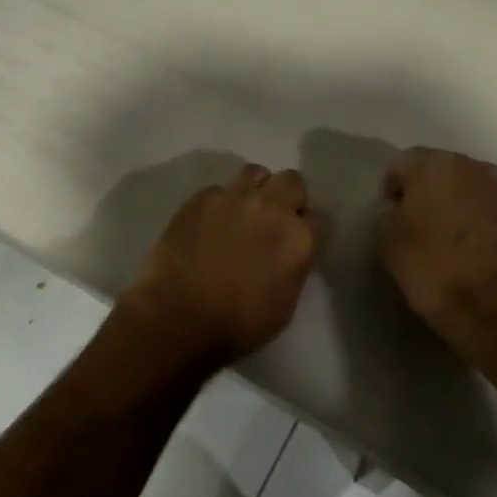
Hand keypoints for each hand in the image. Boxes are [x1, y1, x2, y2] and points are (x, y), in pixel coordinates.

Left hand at [125, 164, 317, 364]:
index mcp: (298, 238)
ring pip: (255, 173)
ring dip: (256, 189)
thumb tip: (290, 252)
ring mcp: (233, 197)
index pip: (317, 218)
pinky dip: (220, 201)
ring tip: (243, 211)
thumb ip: (294, 267)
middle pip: (292, 181)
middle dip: (288, 196)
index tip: (297, 239)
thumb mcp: (285, 304)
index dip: (306, 228)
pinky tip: (210, 222)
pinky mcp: (200, 198)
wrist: (179, 316)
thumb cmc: (237, 323)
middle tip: (274, 218)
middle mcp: (271, 208)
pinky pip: (219, 189)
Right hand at [377, 147, 496, 344]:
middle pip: (442, 170)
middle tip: (417, 222)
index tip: (389, 214)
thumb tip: (400, 209)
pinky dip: (482, 222)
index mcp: (437, 165)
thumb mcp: (388, 239)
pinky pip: (493, 211)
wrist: (494, 308)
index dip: (392, 188)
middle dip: (428, 191)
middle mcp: (476, 167)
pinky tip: (474, 250)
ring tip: (448, 237)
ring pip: (471, 189)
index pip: (403, 163)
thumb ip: (390, 213)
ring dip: (458, 204)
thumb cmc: (432, 267)